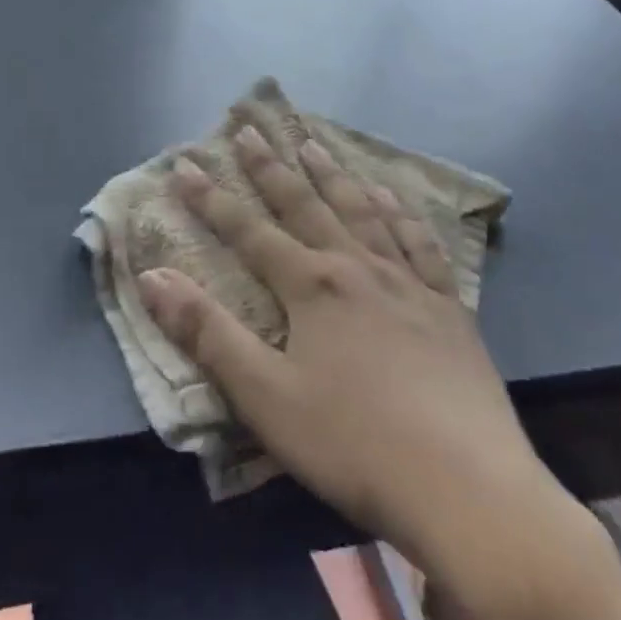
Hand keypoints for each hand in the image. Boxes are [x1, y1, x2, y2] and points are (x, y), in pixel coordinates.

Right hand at [137, 126, 556, 560]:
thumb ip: (207, 334)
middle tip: (250, 129)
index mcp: (311, 286)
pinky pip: (420, 244)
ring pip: (362, 212)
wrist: (469, 489)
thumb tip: (151, 277)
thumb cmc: (354, 444)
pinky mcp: (449, 308)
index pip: (248, 231)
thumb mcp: (265, 397)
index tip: (184, 165)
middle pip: (304, 205)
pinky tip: (392, 197)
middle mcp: (357, 267)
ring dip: (332, 176)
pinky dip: (400, 214)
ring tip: (313, 145)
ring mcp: (408, 283)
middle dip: (270, 168)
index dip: (211, 199)